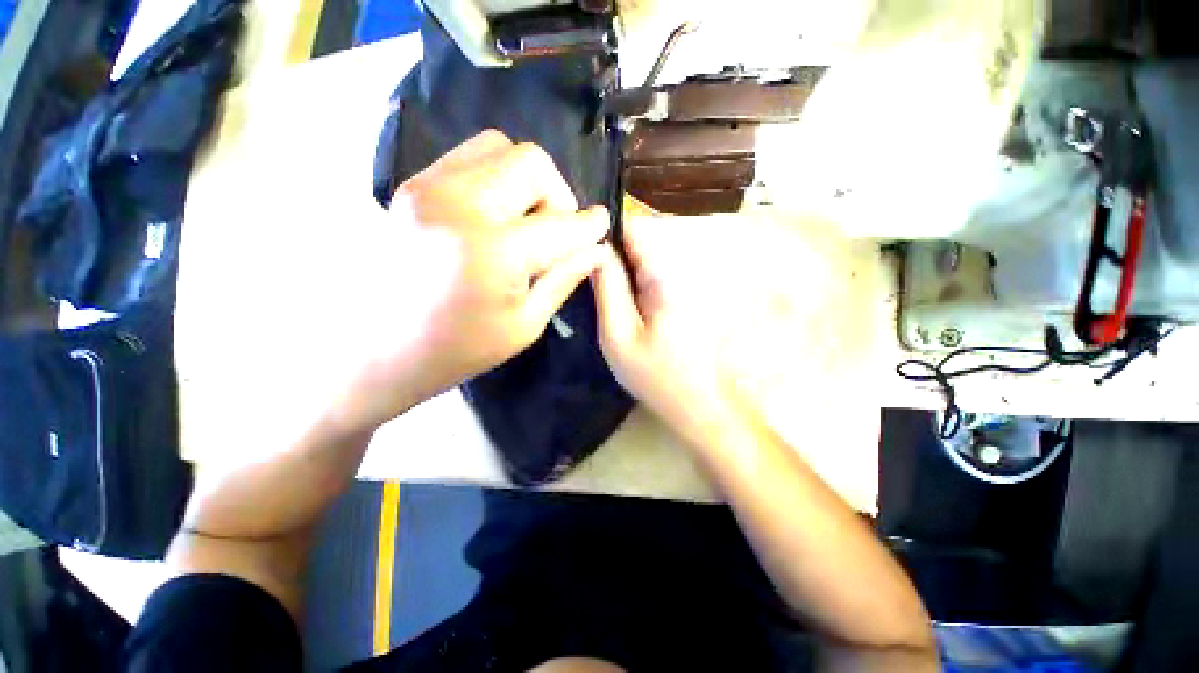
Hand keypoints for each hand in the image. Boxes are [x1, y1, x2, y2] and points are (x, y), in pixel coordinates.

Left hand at [335, 131, 607, 432]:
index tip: (601, 225)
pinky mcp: (413, 185)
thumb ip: (564, 278)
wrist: (378, 350)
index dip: (589, 224)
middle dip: (558, 196)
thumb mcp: (525, 324)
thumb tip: (595, 247)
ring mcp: (429, 187)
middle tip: (556, 231)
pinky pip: (469, 157)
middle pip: (532, 163)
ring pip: (500, 148)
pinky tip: (495, 213)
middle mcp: (460, 205)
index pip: (562, 224)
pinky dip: (496, 177)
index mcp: (494, 253)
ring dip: (527, 181)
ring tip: (525, 220)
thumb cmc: (459, 350)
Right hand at [592, 210, 769, 444]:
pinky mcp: (687, 295)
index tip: (579, 249)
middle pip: (638, 241)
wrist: (703, 405)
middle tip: (586, 280)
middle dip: (611, 254)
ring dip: (622, 270)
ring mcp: (687, 281)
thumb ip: (607, 286)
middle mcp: (682, 267)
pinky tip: (624, 306)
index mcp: (664, 273)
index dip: (603, 232)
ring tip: (601, 294)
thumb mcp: (618, 334)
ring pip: (644, 259)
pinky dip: (635, 283)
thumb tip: (594, 246)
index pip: (632, 227)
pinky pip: (654, 275)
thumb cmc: (657, 376)